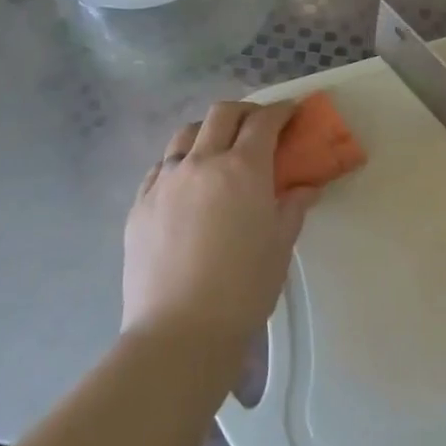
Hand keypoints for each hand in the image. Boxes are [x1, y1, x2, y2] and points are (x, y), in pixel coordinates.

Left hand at [122, 102, 314, 357]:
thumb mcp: (279, 246)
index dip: (280, 111)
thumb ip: (293, 208)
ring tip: (217, 150)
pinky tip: (186, 185)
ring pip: (185, 134)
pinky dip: (179, 163)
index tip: (291, 113)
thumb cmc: (242, 290)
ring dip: (207, 131)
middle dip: (244, 111)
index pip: (263, 122)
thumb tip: (305, 188)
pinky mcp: (140, 204)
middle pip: (222, 114)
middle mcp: (202, 162)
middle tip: (258, 126)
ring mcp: (165, 181)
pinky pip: (161, 168)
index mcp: (242, 168)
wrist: (179, 334)